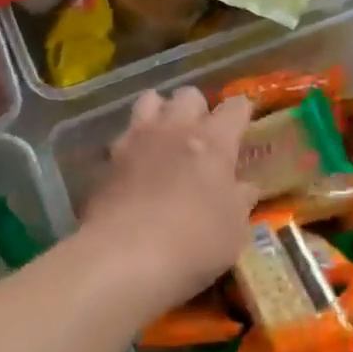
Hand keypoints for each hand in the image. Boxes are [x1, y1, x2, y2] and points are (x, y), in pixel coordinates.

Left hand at [80, 88, 258, 313]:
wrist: (125, 256)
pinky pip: (123, 136)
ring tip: (164, 138)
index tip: (245, 123)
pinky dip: (132, 145)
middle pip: (188, 95)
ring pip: (149, 100)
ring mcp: (137, 139)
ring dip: (160, 113)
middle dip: (198, 108)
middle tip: (202, 135)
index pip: (235, 107)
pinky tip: (135, 168)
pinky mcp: (107, 160)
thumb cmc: (195, 242)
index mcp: (214, 141)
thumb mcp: (235, 229)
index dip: (242, 112)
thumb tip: (245, 187)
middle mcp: (175, 129)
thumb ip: (241, 201)